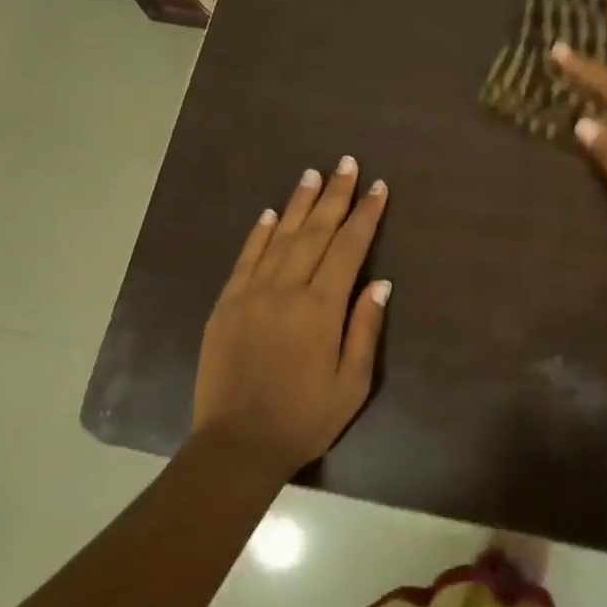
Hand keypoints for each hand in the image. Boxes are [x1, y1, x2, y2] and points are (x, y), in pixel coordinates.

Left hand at [193, 157, 390, 475]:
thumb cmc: (304, 418)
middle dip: (334, 195)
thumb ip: (365, 328)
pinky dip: (259, 233)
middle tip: (346, 163)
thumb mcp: (352, 383)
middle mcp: (285, 290)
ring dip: (298, 204)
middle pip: (315, 232)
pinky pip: (245, 259)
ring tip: (313, 174)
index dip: (365, 215)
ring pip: (280, 238)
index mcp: (320, 308)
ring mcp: (251, 294)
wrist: (237, 444)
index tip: (378, 187)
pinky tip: (271, 214)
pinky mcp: (226, 304)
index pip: (349, 248)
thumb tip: (380, 282)